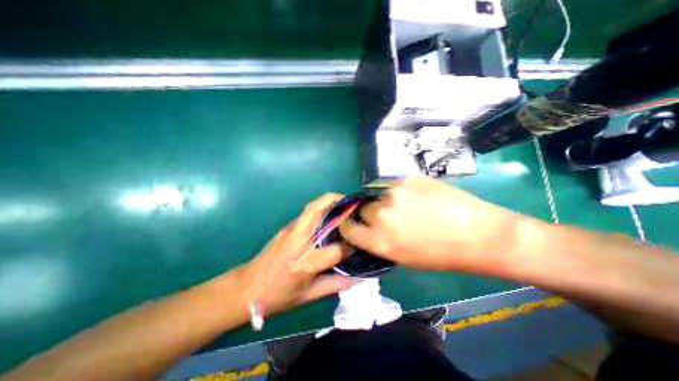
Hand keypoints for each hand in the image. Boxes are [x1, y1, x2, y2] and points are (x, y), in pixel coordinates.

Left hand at [237, 194, 355, 315]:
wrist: (247, 288)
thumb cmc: (278, 296)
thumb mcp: (309, 296)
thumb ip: (336, 284)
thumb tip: (359, 278)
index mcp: (306, 264)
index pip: (337, 249)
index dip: (351, 246)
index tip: (360, 242)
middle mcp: (298, 241)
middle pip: (317, 211)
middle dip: (336, 201)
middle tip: (351, 203)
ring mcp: (290, 231)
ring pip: (311, 207)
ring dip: (328, 201)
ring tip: (342, 205)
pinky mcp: (285, 227)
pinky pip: (306, 214)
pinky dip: (320, 209)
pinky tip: (328, 216)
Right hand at [339, 175, 529, 273]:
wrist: (477, 234)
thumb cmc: (439, 254)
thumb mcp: (402, 256)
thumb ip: (378, 240)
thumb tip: (367, 228)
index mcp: (378, 240)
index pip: (347, 227)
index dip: (349, 225)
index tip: (354, 222)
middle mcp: (381, 215)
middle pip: (363, 208)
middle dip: (371, 213)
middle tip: (390, 216)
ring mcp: (394, 193)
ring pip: (380, 195)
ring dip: (388, 201)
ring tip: (411, 206)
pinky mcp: (408, 178)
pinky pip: (397, 186)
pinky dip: (403, 192)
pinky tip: (421, 197)